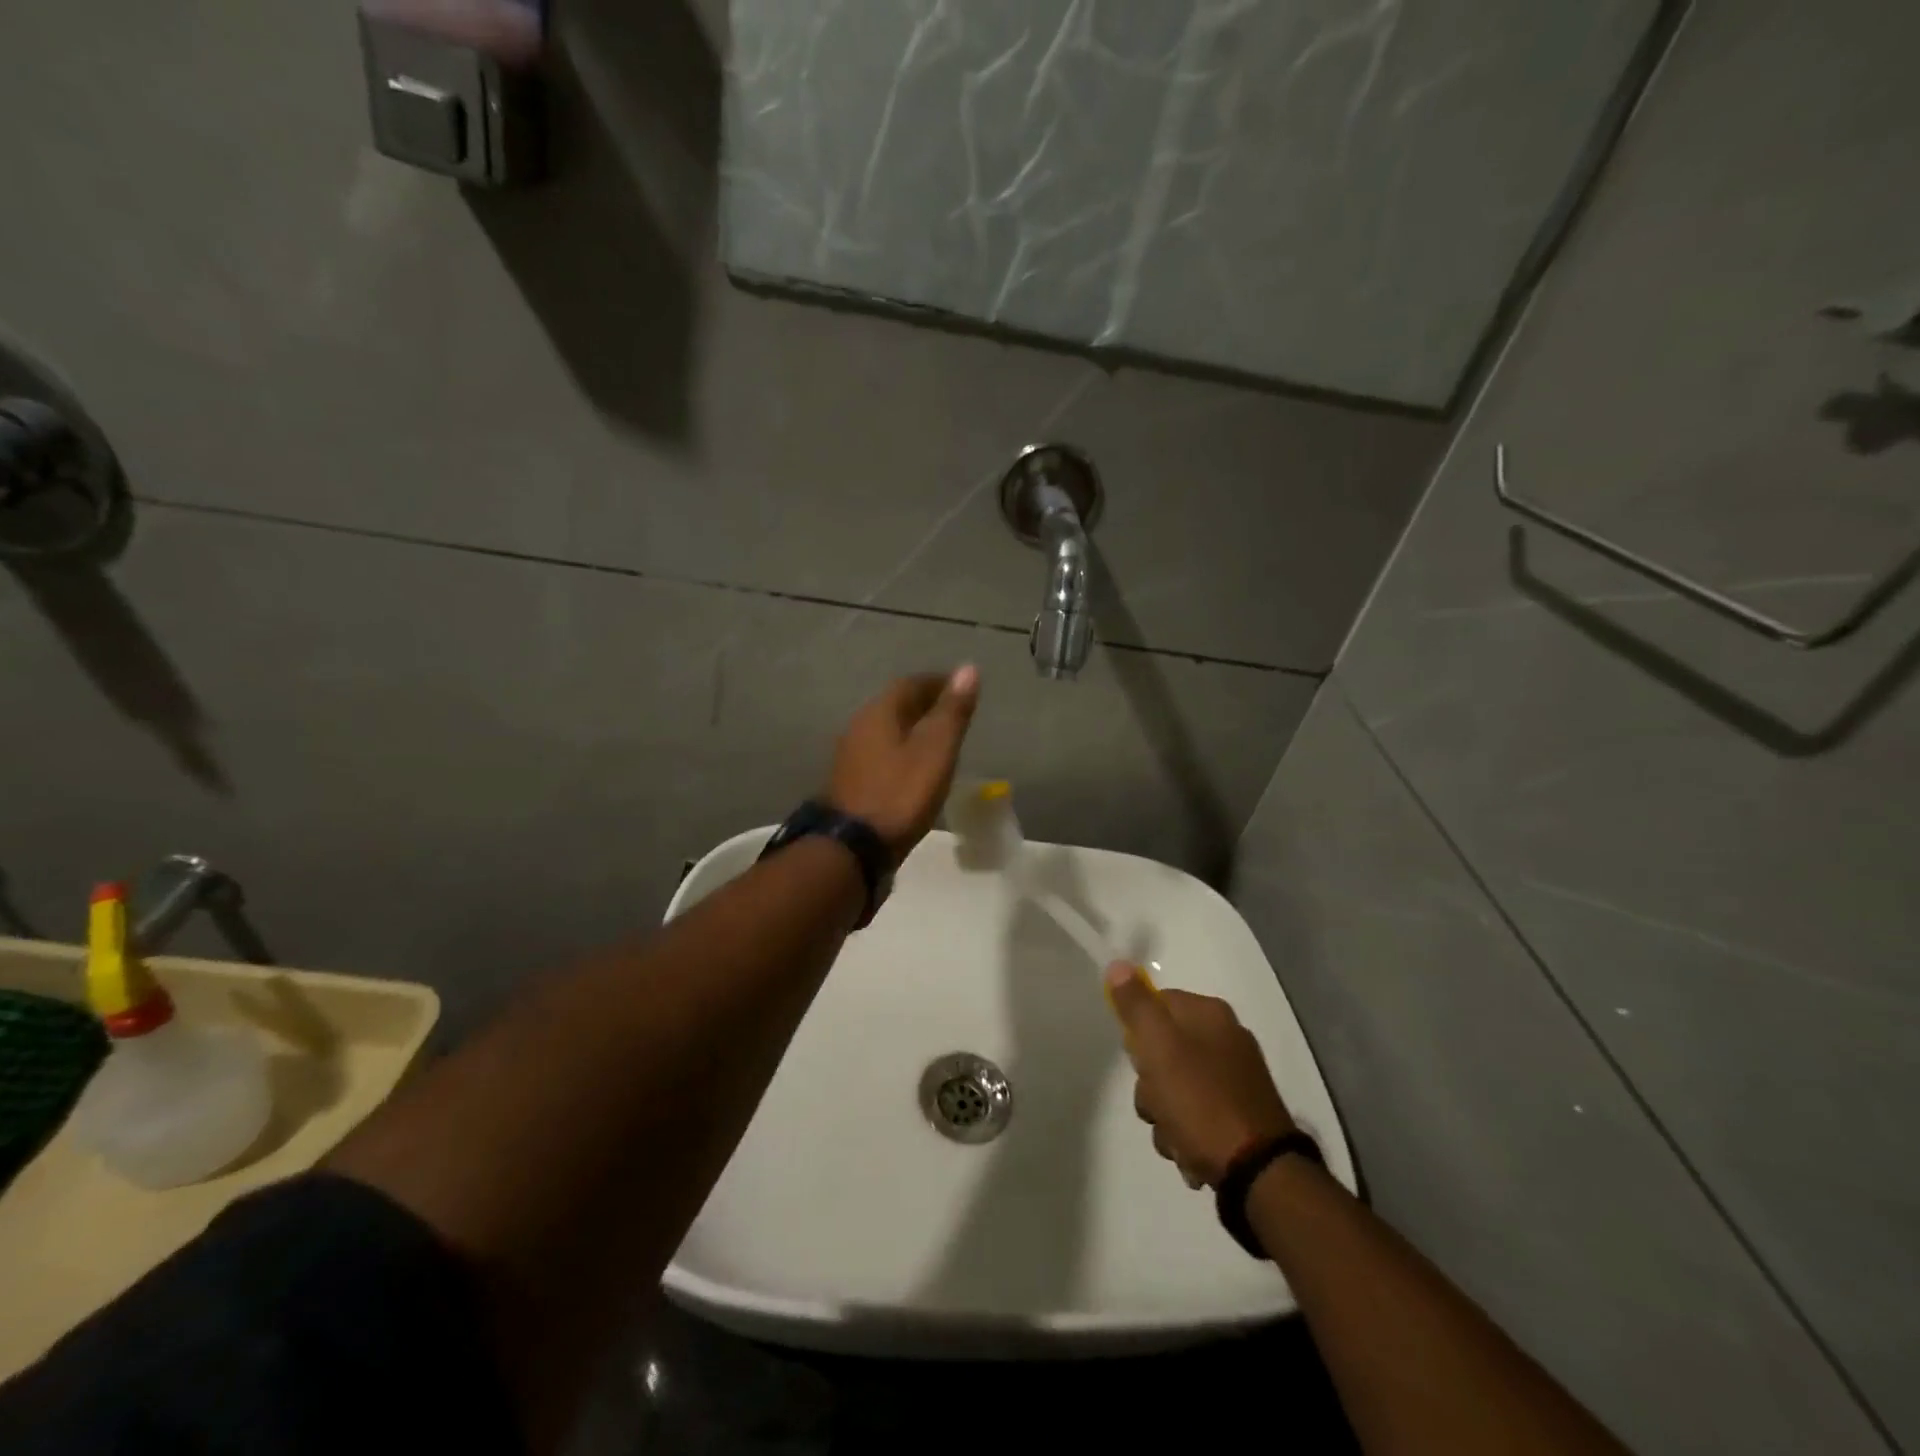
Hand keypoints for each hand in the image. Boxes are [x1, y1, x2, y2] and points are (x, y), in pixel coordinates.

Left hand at [827, 667, 980, 862]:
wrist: (852, 847)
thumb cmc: (900, 794)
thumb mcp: (935, 751)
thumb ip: (952, 712)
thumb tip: (968, 668)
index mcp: (880, 712)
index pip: (911, 683)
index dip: (938, 683)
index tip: (962, 688)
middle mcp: (860, 726)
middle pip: (896, 705)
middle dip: (925, 704)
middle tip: (954, 713)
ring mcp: (851, 755)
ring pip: (887, 730)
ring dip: (912, 729)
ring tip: (939, 741)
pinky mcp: (850, 781)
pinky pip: (881, 753)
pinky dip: (901, 751)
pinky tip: (915, 768)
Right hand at [1105, 963, 1295, 1188]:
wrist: (1259, 1172)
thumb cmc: (1201, 1101)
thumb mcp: (1159, 1048)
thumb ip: (1136, 1006)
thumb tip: (1118, 965)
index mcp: (1209, 1013)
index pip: (1156, 1003)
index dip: (1138, 1034)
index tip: (1140, 1061)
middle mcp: (1226, 1037)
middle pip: (1162, 1049)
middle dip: (1150, 1084)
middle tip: (1158, 1103)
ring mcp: (1235, 1077)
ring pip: (1175, 1086)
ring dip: (1165, 1115)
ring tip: (1176, 1138)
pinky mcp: (1240, 1113)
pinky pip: (1197, 1113)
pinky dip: (1188, 1133)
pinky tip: (1192, 1153)